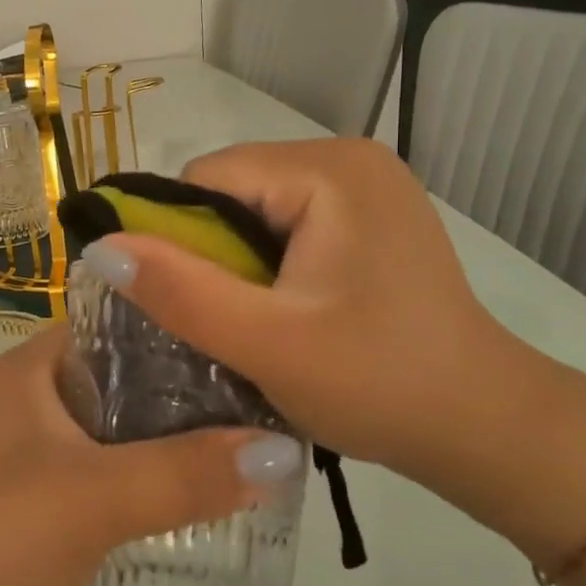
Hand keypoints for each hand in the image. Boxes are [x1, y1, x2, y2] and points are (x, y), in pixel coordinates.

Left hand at [0, 326, 300, 585]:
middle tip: (257, 405)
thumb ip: (187, 472)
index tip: (241, 344)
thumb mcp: (95, 496)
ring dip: (162, 444)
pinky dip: (137, 484)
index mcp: (25, 370)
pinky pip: (96, 477)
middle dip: (180, 394)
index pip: (110, 324)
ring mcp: (21, 454)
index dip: (174, 328)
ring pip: (108, 433)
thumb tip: (283, 449)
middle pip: (116, 379)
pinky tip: (189, 501)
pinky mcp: (28, 505)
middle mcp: (21, 401)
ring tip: (241, 450)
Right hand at [76, 139, 543, 475]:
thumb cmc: (379, 384)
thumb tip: (99, 246)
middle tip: (227, 321)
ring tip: (256, 320)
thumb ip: (180, 291)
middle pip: (231, 190)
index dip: (177, 239)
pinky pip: (287, 223)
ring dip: (238, 263)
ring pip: (254, 210)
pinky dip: (268, 264)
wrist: (486, 428)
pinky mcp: (371, 214)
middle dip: (211, 254)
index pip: (207, 178)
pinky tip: (286, 309)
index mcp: (329, 169)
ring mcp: (366, 184)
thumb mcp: (266, 344)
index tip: (186, 303)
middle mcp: (349, 157)